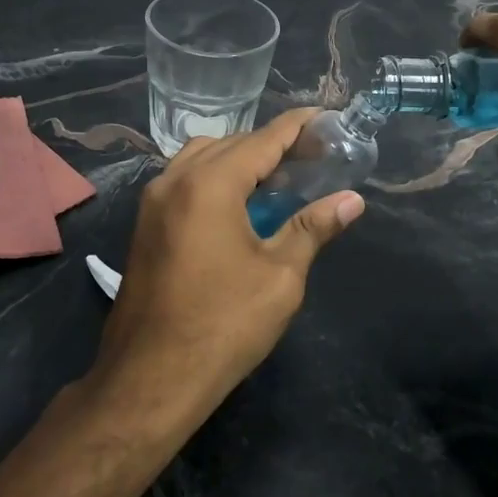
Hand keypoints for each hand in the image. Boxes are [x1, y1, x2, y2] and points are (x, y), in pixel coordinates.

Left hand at [87, 109, 364, 428]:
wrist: (150, 379)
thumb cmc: (223, 325)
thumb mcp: (280, 276)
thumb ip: (313, 228)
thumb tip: (352, 200)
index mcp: (210, 184)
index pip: (263, 138)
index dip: (298, 126)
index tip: (327, 117)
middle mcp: (175, 179)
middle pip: (232, 143)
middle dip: (272, 144)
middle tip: (312, 157)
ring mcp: (153, 202)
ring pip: (202, 158)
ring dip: (240, 159)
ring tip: (276, 180)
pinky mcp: (145, 225)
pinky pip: (184, 180)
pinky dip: (214, 177)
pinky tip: (239, 205)